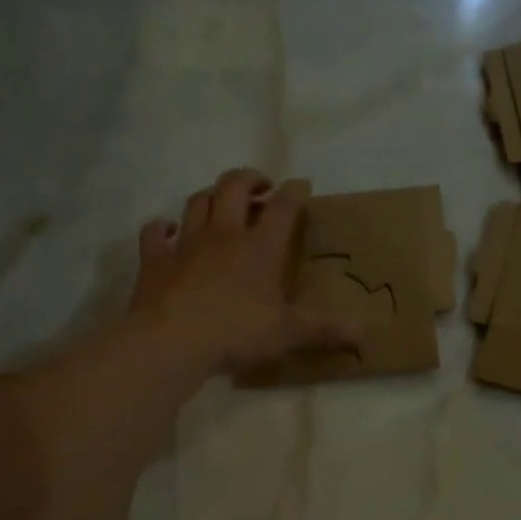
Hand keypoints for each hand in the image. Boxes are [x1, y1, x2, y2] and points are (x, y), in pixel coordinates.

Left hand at [129, 168, 360, 373]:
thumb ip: (326, 331)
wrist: (172, 340)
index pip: (282, 208)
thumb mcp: (289, 334)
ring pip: (197, 201)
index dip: (294, 193)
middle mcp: (223, 235)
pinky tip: (167, 230)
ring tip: (220, 202)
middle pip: (233, 187)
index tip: (302, 186)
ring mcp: (185, 244)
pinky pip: (155, 233)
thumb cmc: (237, 333)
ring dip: (210, 195)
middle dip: (249, 179)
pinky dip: (161, 228)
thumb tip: (365, 338)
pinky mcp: (155, 260)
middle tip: (260, 186)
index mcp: (259, 248)